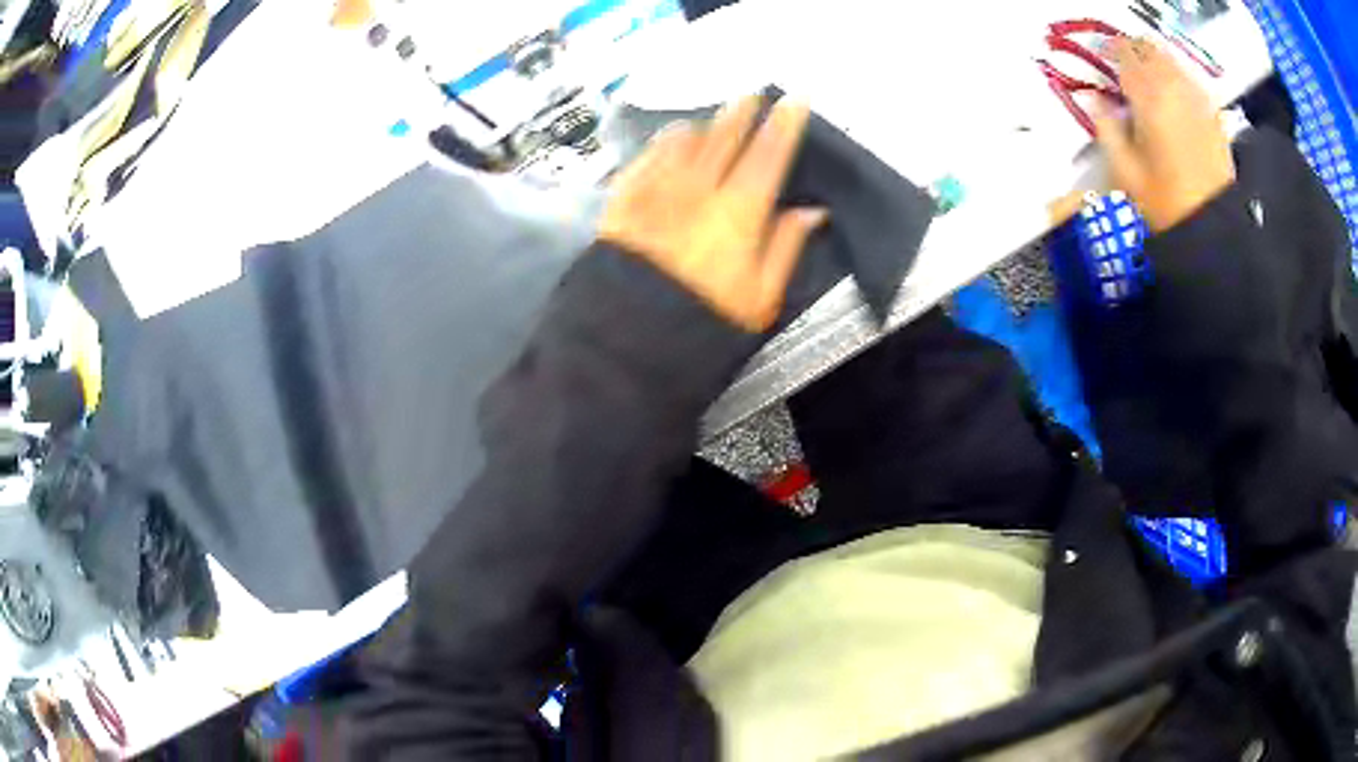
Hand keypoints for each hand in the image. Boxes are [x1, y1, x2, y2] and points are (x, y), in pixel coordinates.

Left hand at [599, 97, 827, 331]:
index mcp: (738, 211)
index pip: (768, 154)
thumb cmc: (702, 318)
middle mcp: (698, 188)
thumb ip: (787, 246)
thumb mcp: (760, 296)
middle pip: (725, 136)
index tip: (794, 101)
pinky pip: (648, 155)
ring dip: (705, 125)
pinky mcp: (625, 197)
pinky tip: (672, 140)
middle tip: (752, 96)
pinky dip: (665, 142)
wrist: (629, 333)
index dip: (784, 124)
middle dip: (741, 112)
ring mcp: (657, 188)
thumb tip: (811, 211)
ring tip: (714, 120)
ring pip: (685, 140)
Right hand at [1095, 37, 1235, 231]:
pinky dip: (1177, 76)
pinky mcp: (1212, 114)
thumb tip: (1090, 97)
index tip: (1101, 57)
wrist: (1213, 227)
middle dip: (1133, 50)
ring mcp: (1196, 100)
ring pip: (1170, 59)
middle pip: (1149, 49)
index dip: (1110, 50)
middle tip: (1122, 62)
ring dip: (1155, 59)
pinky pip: (1190, 79)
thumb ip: (1106, 128)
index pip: (1124, 54)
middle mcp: (1173, 89)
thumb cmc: (1166, 203)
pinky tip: (1172, 89)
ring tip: (1146, 72)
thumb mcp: (1126, 171)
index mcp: (1148, 99)